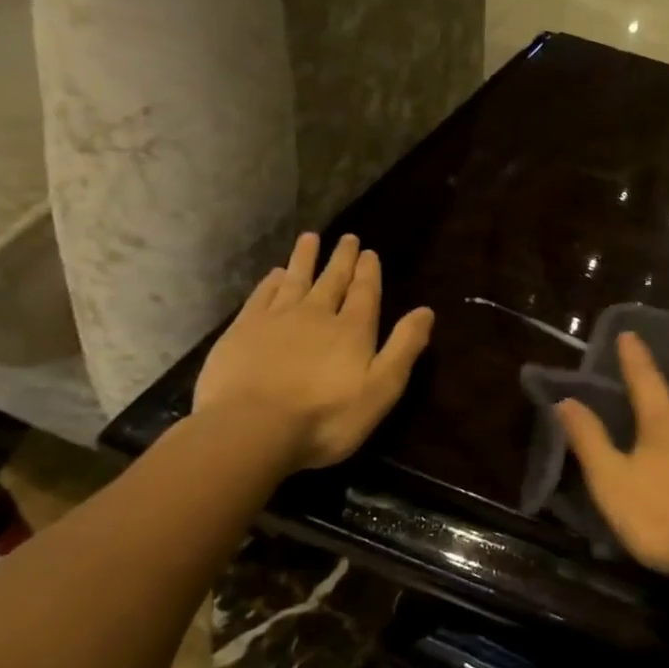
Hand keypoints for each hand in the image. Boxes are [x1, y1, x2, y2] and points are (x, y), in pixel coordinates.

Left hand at [193, 232, 432, 469]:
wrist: (251, 429)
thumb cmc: (326, 417)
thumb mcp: (381, 389)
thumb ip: (404, 347)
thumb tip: (426, 311)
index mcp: (353, 329)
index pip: (365, 292)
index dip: (369, 271)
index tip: (370, 252)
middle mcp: (317, 314)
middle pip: (332, 280)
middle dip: (342, 259)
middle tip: (348, 238)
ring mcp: (276, 320)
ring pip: (295, 280)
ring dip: (305, 259)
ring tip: (310, 238)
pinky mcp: (242, 331)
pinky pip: (261, 296)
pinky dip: (270, 282)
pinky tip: (274, 274)